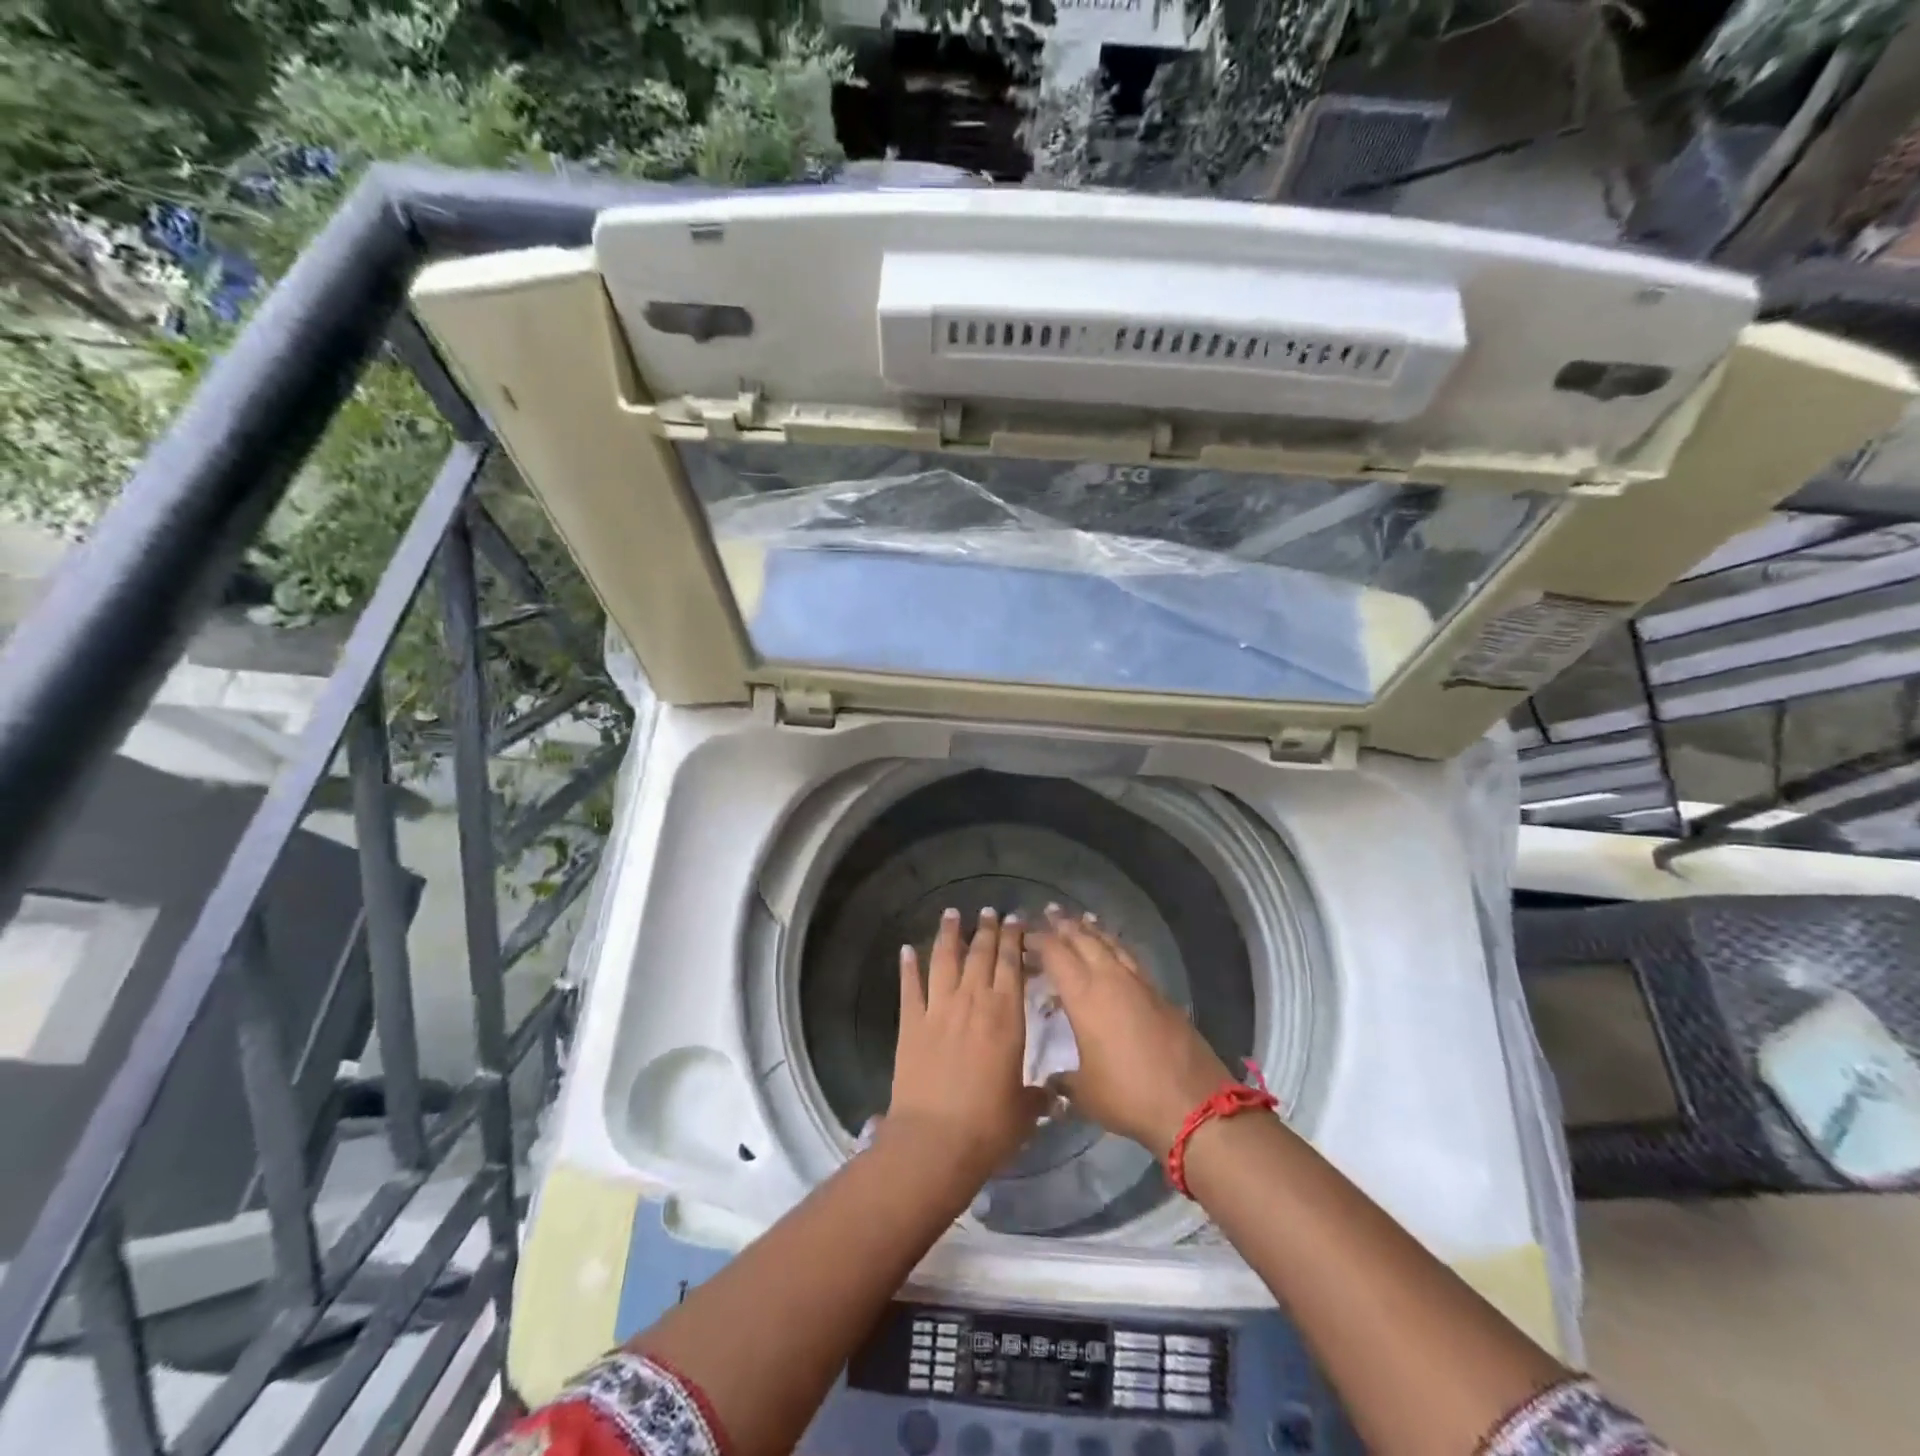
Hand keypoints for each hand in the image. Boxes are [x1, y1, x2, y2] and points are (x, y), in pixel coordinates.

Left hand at [888, 908, 1047, 1180]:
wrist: (936, 1140)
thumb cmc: (989, 1126)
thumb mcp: (1024, 1110)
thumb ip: (1038, 1096)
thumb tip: (1055, 1096)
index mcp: (1006, 1016)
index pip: (1012, 965)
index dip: (1014, 939)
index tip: (1016, 919)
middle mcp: (973, 1001)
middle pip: (981, 954)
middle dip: (987, 929)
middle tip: (990, 910)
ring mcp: (939, 1009)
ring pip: (945, 959)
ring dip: (949, 935)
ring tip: (952, 914)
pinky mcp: (911, 1023)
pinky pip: (910, 986)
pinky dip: (908, 966)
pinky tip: (906, 949)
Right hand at [1030, 907, 1233, 1158]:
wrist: (1192, 1103)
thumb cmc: (1128, 1095)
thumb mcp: (1085, 1093)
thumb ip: (1064, 1081)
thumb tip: (1051, 1082)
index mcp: (1084, 995)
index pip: (1055, 954)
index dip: (1038, 941)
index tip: (1024, 935)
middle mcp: (1110, 979)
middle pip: (1084, 939)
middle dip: (1065, 925)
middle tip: (1050, 912)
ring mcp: (1139, 983)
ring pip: (1111, 944)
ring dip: (1093, 930)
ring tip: (1082, 919)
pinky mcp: (1160, 994)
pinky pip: (1130, 958)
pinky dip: (1117, 947)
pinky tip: (1115, 951)